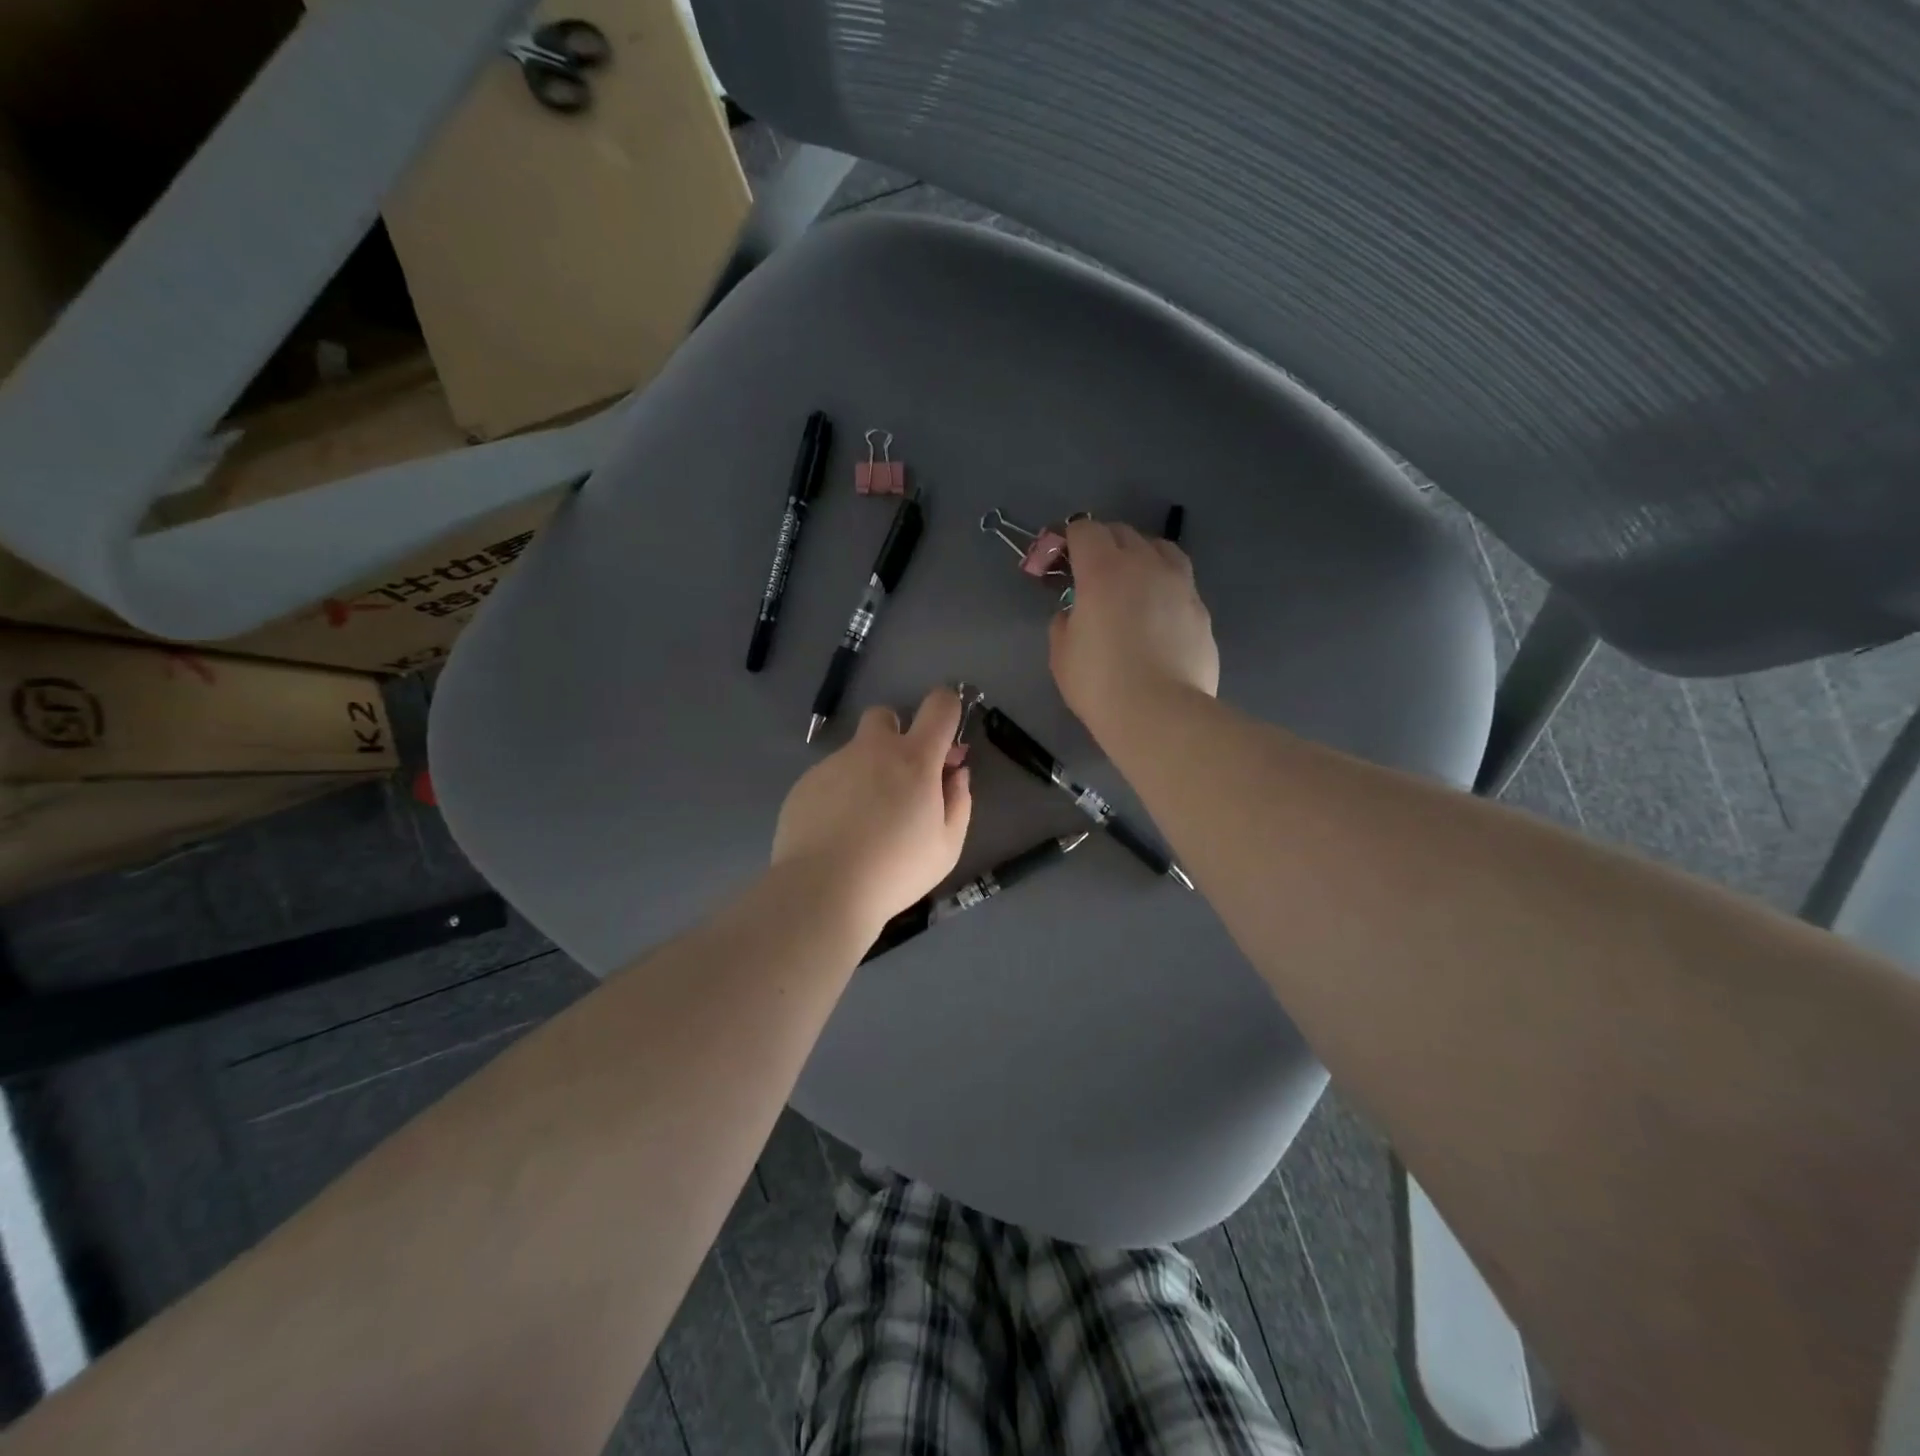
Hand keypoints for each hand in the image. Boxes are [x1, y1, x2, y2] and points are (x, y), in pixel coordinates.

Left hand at [772, 687, 972, 933]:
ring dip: (866, 772)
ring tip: (863, 822)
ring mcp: (833, 764)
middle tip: (900, 779)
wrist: (823, 890)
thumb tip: (955, 773)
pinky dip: (838, 794)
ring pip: (855, 752)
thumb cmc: (896, 870)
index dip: (948, 708)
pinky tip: (837, 832)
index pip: (939, 705)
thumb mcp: (947, 846)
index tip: (946, 740)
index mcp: (915, 758)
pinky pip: (829, 777)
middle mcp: (872, 749)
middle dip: (896, 734)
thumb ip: (958, 801)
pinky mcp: (805, 784)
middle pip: (885, 715)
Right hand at [1050, 517, 1218, 741]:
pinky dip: (1164, 587)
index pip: (1084, 530)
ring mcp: (1180, 585)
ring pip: (1160, 548)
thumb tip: (1075, 612)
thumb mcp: (1062, 654)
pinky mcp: (1201, 609)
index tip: (1060, 560)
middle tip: (1090, 572)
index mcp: (1102, 570)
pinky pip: (1180, 582)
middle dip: (1102, 543)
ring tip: (1132, 581)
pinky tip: (1158, 614)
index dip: (1068, 539)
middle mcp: (1144, 565)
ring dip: (1140, 555)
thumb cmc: (1100, 684)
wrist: (1160, 714)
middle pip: (1122, 532)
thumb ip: (1065, 622)